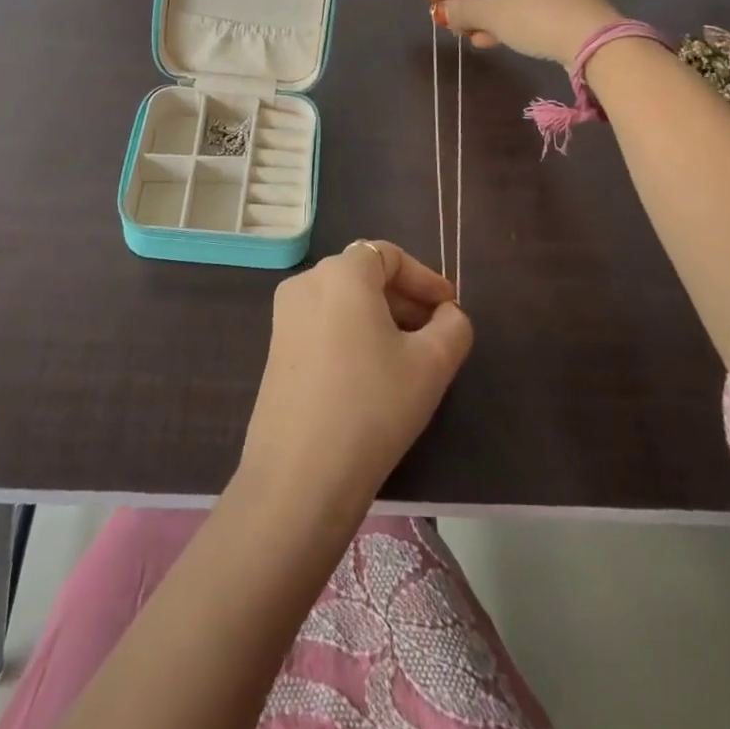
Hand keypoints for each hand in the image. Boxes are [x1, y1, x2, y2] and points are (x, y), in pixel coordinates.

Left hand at [237, 241, 472, 520]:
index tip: (451, 309)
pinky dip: (353, 333)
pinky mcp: (275, 347)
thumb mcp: (432, 365)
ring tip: (409, 357)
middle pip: (364, 274)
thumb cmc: (373, 405)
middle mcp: (306, 282)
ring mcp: (284, 315)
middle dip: (404, 298)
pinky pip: (323, 323)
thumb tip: (448, 314)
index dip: (425, 278)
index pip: (389, 255)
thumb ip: (453, 327)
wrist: (300, 473)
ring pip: (343, 300)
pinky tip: (373, 374)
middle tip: (436, 334)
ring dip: (380, 317)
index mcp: (341, 273)